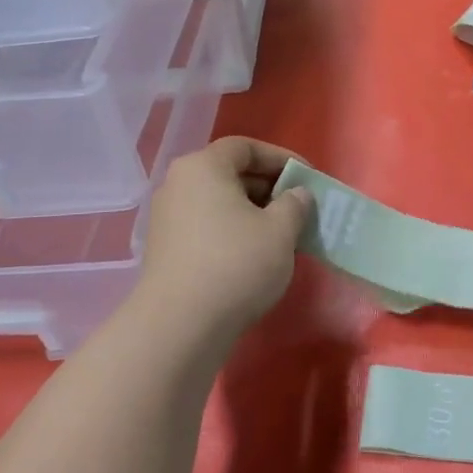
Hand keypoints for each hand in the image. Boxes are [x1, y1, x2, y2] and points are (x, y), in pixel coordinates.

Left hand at [134, 136, 312, 341]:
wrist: (180, 326)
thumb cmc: (236, 264)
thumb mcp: (281, 230)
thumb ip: (295, 204)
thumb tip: (296, 195)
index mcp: (203, 167)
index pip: (246, 147)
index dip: (281, 158)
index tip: (307, 179)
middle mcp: (178, 184)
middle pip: (230, 173)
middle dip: (268, 187)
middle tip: (298, 207)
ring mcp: (167, 218)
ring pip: (219, 202)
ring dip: (253, 212)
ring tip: (282, 234)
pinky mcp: (165, 249)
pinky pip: (206, 226)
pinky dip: (233, 231)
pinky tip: (255, 255)